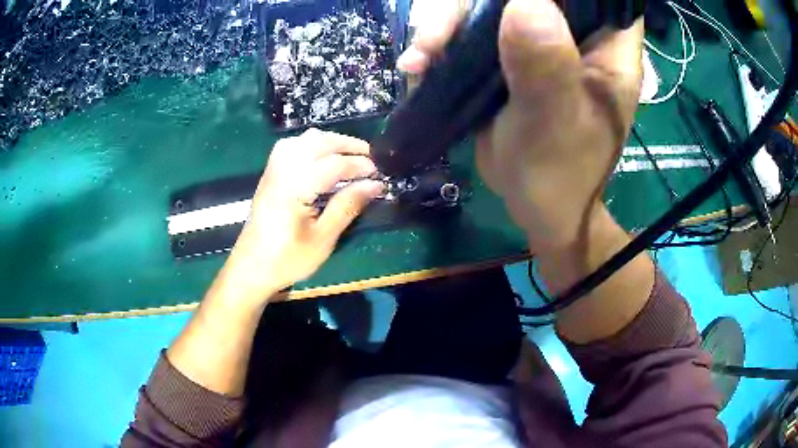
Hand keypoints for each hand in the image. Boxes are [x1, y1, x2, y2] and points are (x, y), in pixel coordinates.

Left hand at [223, 129, 383, 300]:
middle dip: (347, 144)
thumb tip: (374, 185)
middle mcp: (283, 171)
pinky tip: (321, 156)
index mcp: (295, 187)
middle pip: (318, 142)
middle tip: (369, 157)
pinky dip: (311, 144)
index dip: (360, 166)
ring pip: (303, 140)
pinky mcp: (269, 175)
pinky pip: (291, 146)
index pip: (334, 164)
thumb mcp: (323, 238)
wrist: (251, 268)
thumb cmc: (287, 259)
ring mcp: (273, 171)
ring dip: (329, 141)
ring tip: (348, 153)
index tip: (379, 176)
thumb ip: (347, 206)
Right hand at [399, 0, 643, 251]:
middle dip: (476, 5)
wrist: (539, 208)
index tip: (509, 3)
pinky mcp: (510, 56)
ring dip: (448, 24)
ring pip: (491, 6)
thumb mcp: (555, 122)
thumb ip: (546, 65)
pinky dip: (442, 43)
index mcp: (608, 44)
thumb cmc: (561, 174)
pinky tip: (419, 66)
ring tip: (421, 58)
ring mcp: (540, 41)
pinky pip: (472, 31)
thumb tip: (524, 2)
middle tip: (439, 35)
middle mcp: (576, 33)